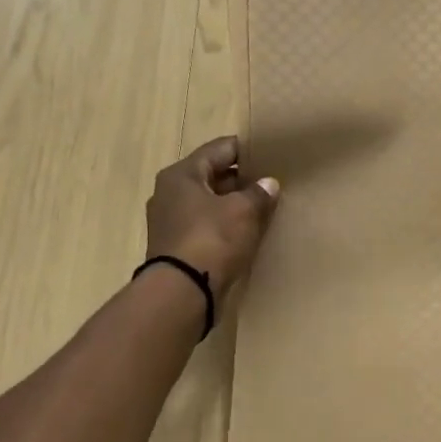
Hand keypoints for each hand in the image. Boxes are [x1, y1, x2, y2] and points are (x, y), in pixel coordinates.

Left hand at [145, 137, 279, 291]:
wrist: (182, 292)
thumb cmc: (212, 239)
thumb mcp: (243, 211)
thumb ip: (258, 193)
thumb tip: (269, 183)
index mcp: (182, 174)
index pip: (219, 149)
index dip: (247, 149)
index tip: (270, 154)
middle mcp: (170, 193)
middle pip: (212, 176)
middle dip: (241, 179)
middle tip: (270, 184)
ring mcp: (170, 221)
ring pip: (208, 203)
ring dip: (233, 205)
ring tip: (263, 209)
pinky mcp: (176, 247)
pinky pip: (205, 226)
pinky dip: (224, 226)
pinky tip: (245, 233)